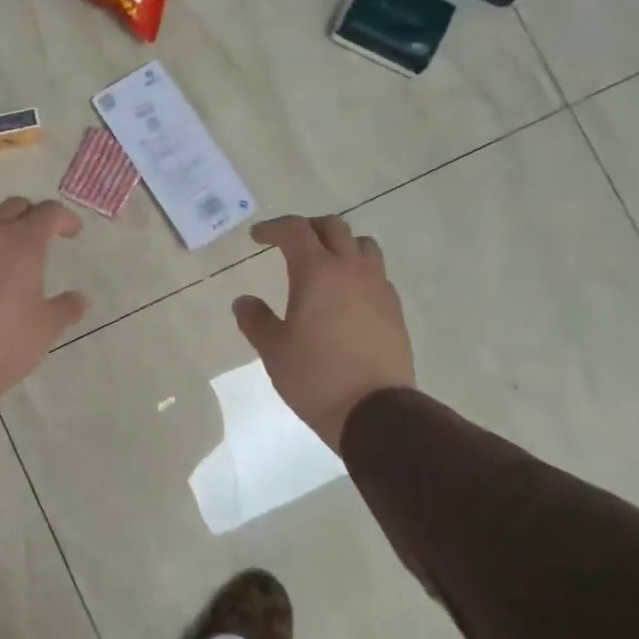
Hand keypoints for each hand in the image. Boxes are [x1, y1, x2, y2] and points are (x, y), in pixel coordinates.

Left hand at [0, 197, 89, 394]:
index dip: (64, 218)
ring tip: (8, 254)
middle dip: (31, 216)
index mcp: (21, 245)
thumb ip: (66, 308)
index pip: (48, 212)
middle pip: (12, 207)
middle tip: (42, 237)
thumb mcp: (46, 328)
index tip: (73, 232)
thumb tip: (79, 298)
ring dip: (0, 228)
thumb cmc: (5, 341)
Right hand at [233, 215, 414, 451]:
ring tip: (324, 264)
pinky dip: (359, 271)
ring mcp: (378, 288)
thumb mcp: (273, 350)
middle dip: (308, 228)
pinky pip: (377, 274)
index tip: (257, 237)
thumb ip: (255, 319)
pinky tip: (347, 296)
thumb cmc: (315, 376)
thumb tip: (244, 301)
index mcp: (317, 272)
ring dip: (340, 244)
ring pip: (362, 245)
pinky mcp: (394, 310)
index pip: (295, 231)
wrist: (374, 411)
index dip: (273, 228)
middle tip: (289, 243)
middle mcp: (351, 270)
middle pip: (333, 227)